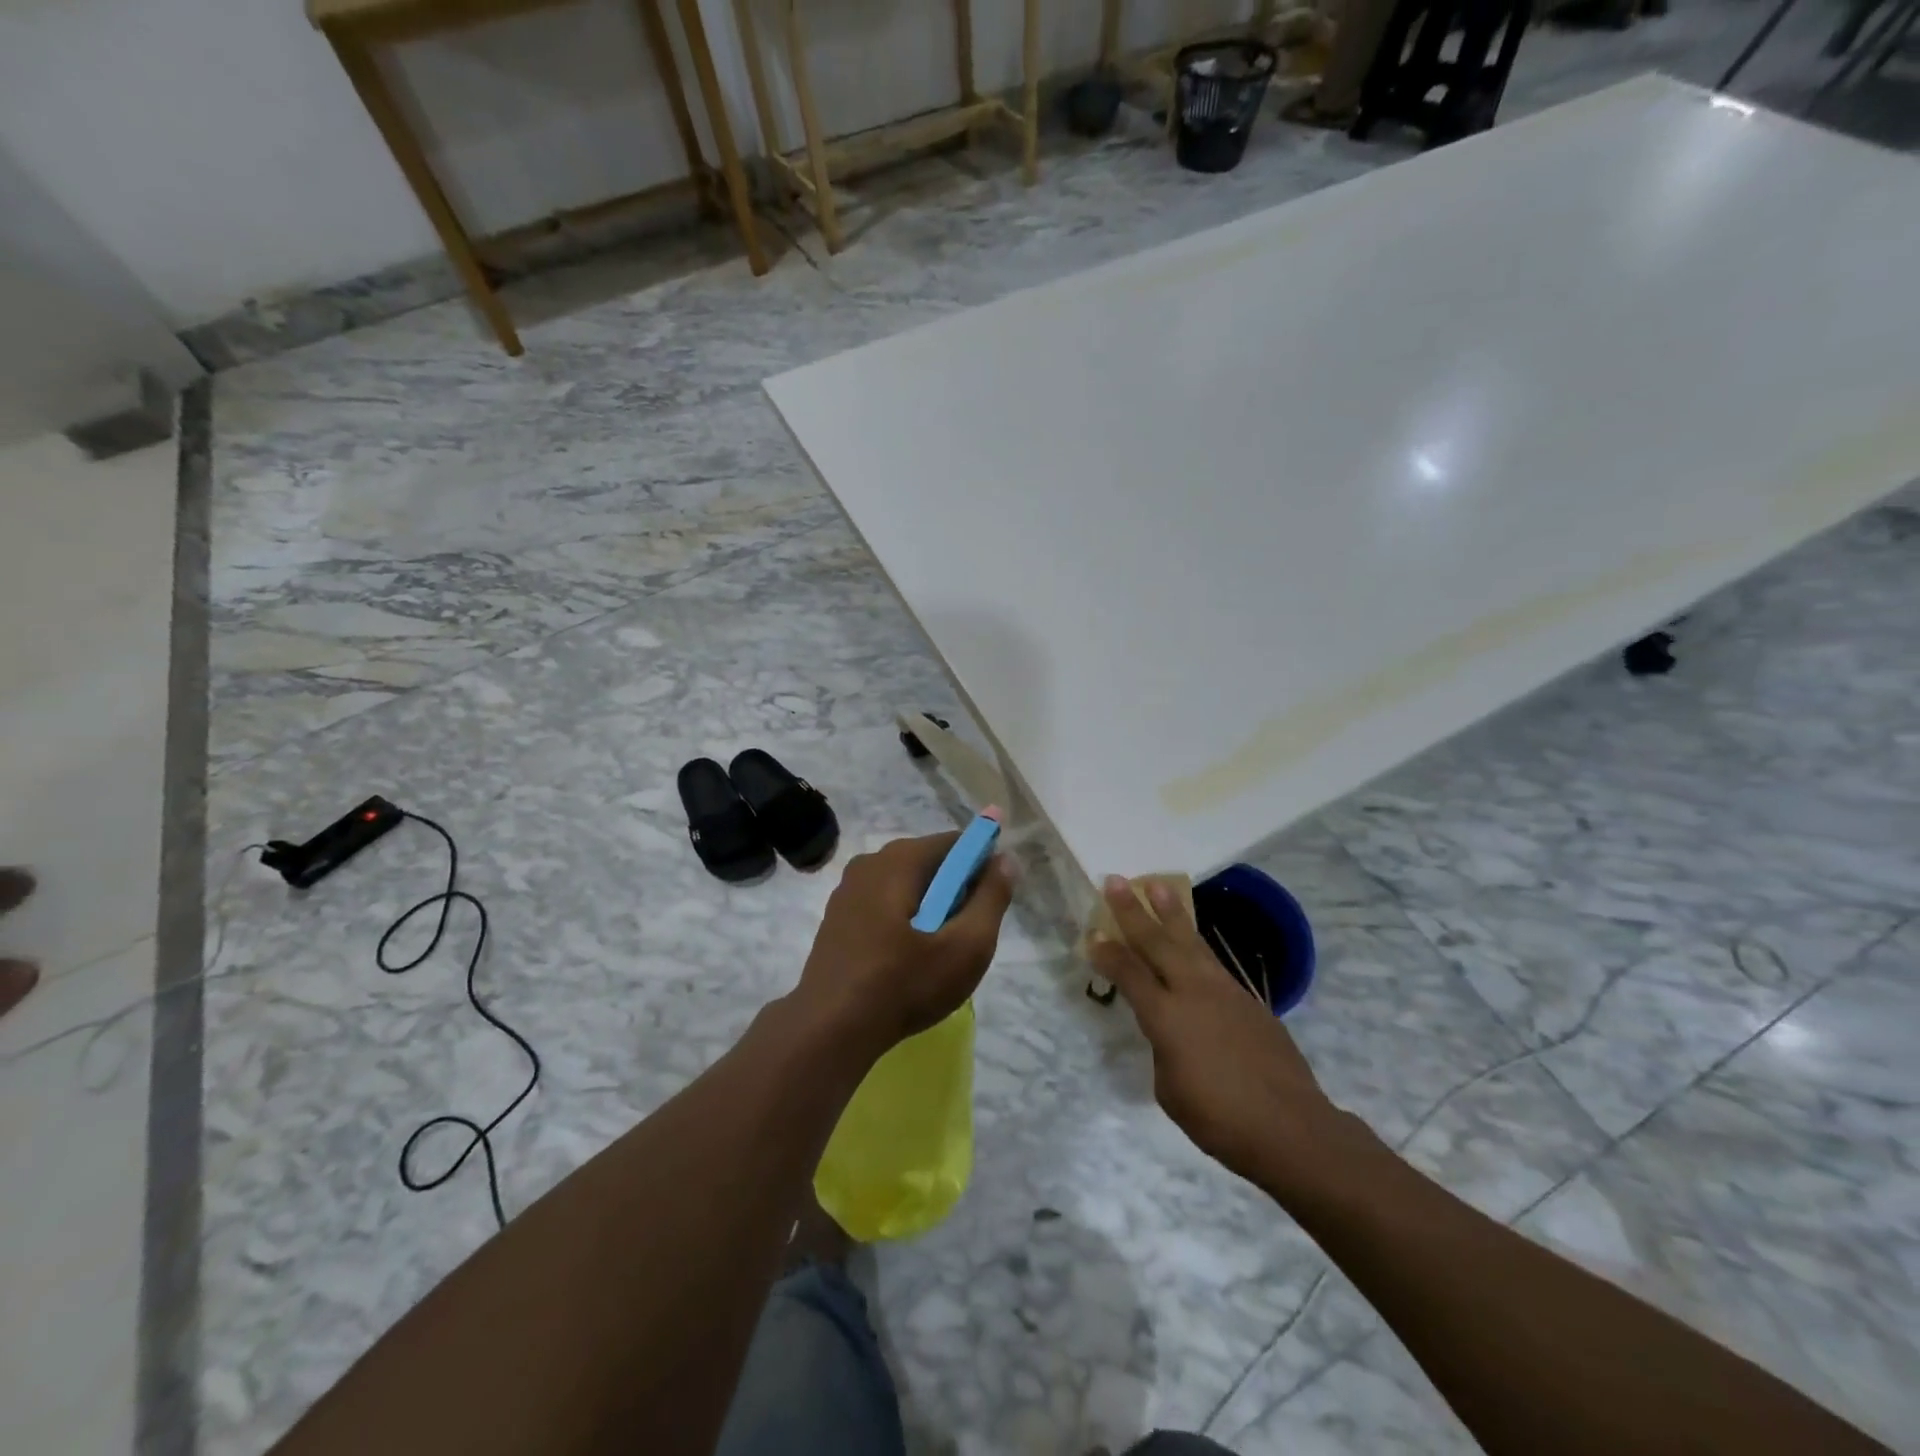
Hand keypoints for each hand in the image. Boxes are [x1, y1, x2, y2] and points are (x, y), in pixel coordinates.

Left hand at [796, 832, 1014, 1055]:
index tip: (992, 901)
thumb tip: (1005, 860)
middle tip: (968, 934)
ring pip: (906, 885)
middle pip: (930, 862)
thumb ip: (991, 898)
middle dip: (956, 889)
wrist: (830, 1029)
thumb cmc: (905, 984)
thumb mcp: (966, 946)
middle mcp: (870, 862)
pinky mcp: (837, 917)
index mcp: (900, 859)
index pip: (956, 842)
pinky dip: (904, 919)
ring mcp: (848, 889)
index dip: (982, 864)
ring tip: (939, 951)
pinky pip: (884, 904)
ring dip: (930, 907)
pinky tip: (907, 958)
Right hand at [1088, 875, 1344, 1191]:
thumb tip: (1171, 1031)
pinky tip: (1191, 938)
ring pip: (1190, 941)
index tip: (1092, 934)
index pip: (1129, 974)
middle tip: (1115, 881)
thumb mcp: (1170, 1090)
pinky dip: (1195, 943)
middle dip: (1133, 910)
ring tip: (1158, 885)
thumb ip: (1164, 1050)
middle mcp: (1193, 992)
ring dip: (1171, 911)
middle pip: (1157, 942)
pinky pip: (1213, 961)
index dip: (1108, 954)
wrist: (1291, 1127)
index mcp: (1167, 1017)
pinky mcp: (1248, 999)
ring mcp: (1224, 991)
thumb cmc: (1220, 1119)